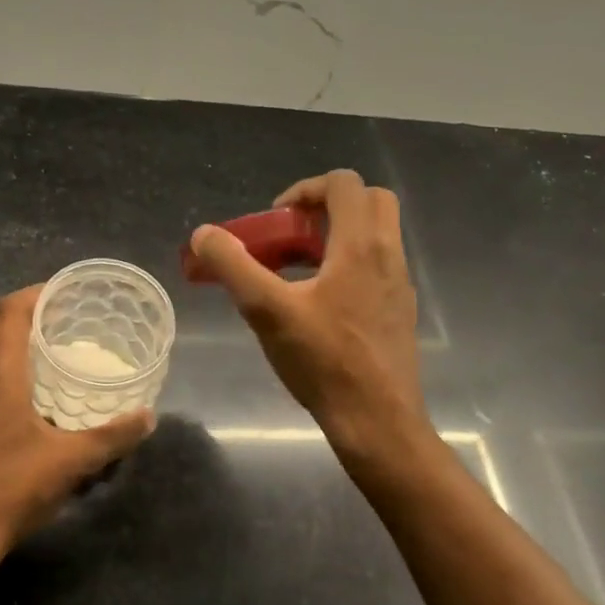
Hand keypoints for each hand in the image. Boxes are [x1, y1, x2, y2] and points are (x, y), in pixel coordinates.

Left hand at [0, 286, 153, 564]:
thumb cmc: (12, 490)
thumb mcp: (71, 463)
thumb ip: (112, 436)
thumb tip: (147, 417)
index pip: (9, 313)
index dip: (33, 294)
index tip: (59, 293)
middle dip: (20, 315)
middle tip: (55, 323)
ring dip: (5, 347)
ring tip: (38, 361)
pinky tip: (13, 408)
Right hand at [188, 170, 425, 461]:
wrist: (377, 421)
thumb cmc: (324, 362)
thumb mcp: (266, 311)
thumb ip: (232, 266)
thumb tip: (204, 234)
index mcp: (361, 246)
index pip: (345, 183)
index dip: (305, 189)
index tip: (277, 219)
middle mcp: (389, 255)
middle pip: (368, 200)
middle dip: (327, 206)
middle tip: (293, 235)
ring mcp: (400, 284)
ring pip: (376, 234)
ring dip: (337, 235)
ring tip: (297, 270)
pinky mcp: (400, 310)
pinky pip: (377, 265)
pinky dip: (348, 263)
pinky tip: (318, 303)